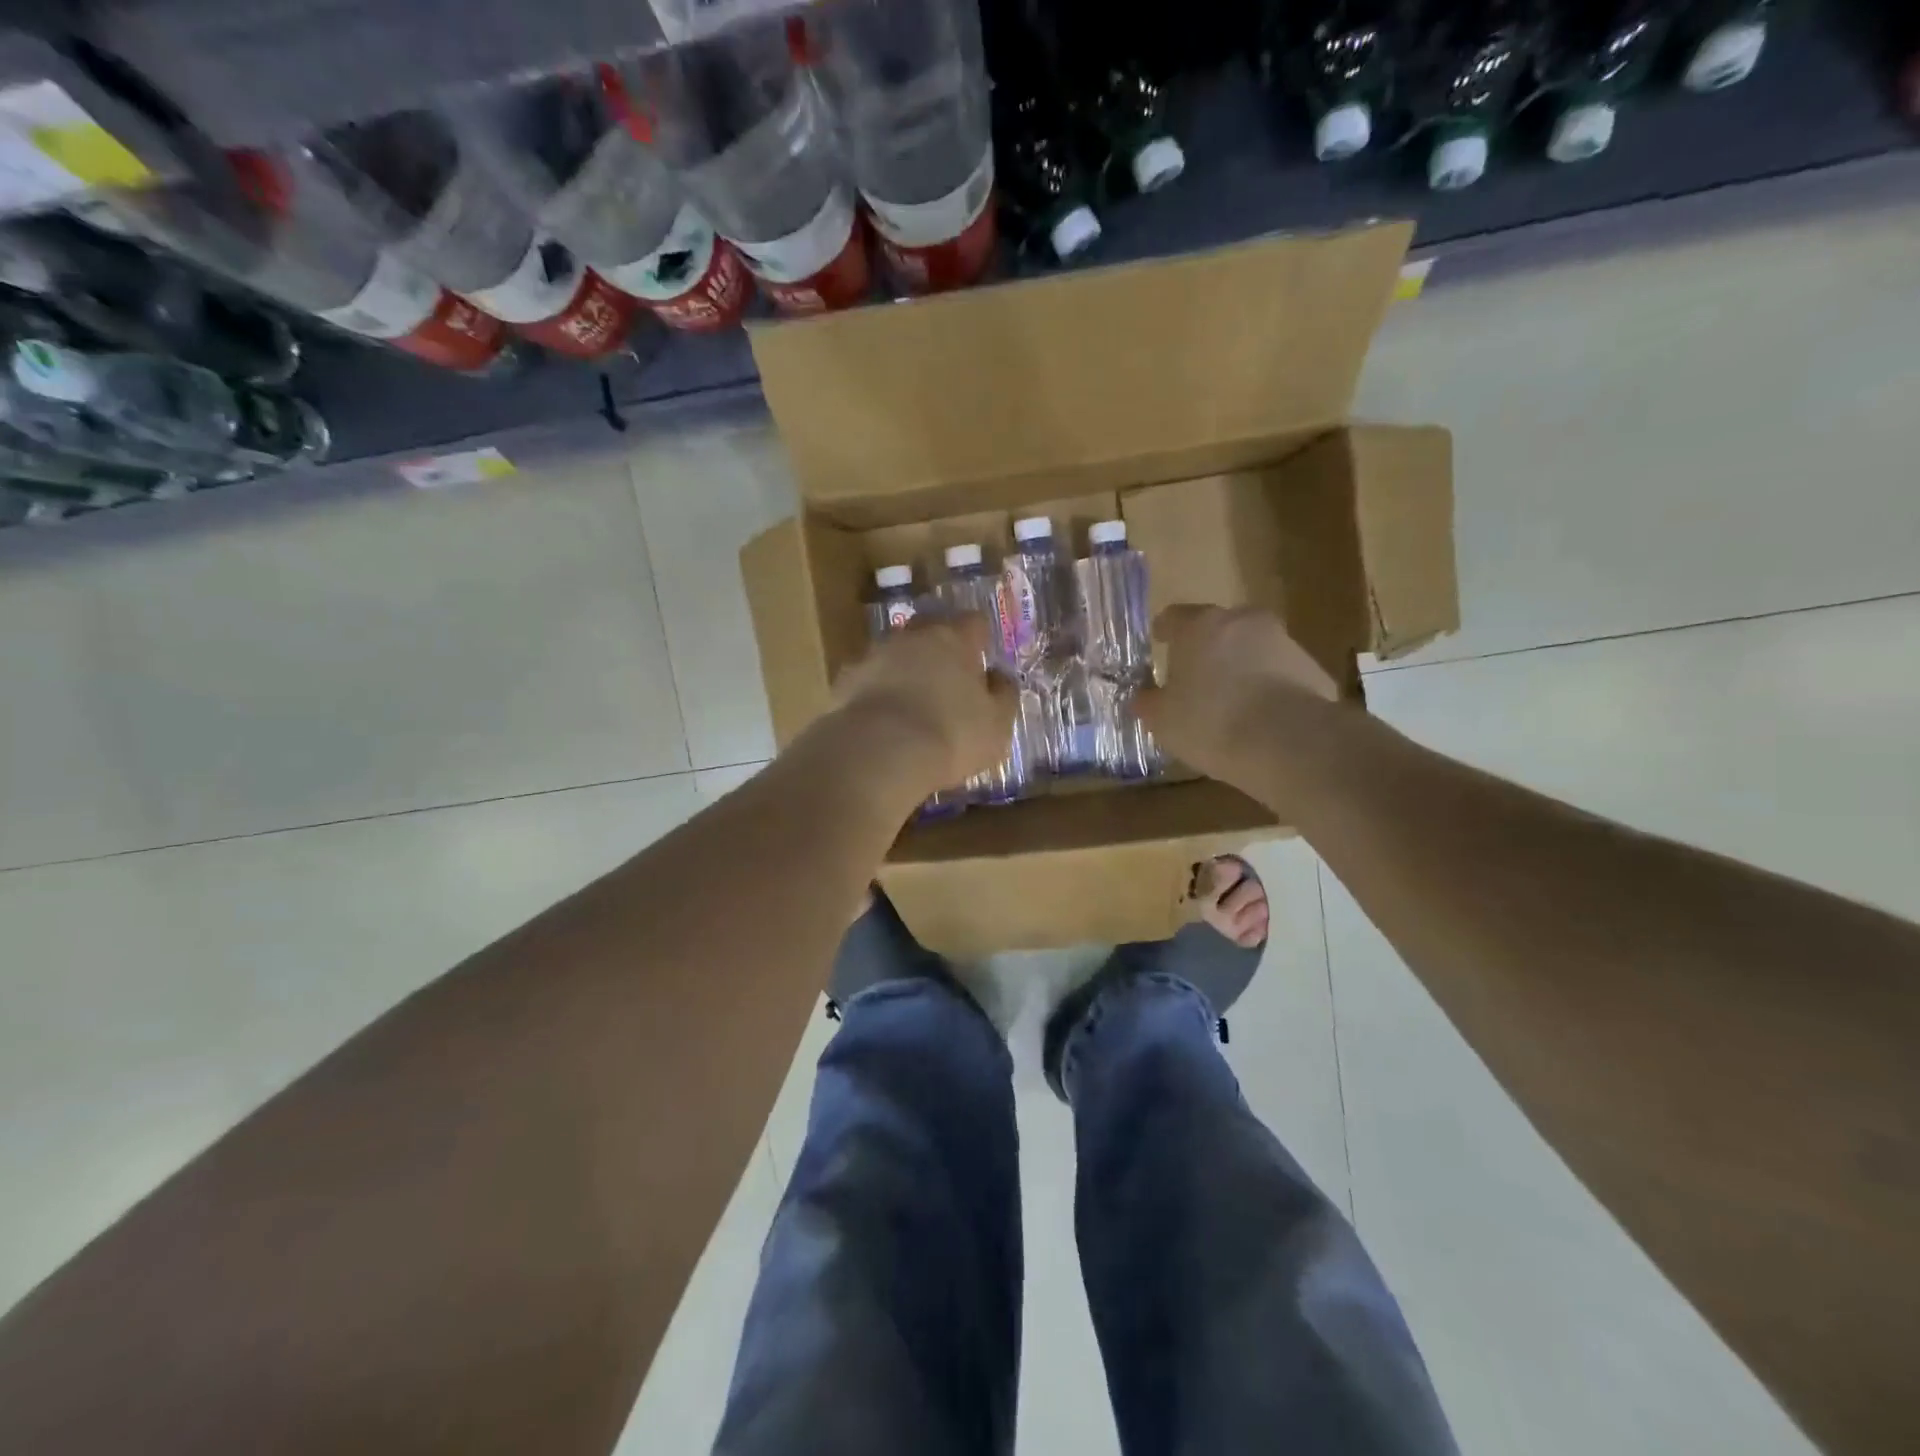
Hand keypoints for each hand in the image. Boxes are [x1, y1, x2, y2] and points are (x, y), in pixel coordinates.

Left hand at [830, 615, 1017, 799]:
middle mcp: (912, 636)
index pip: (974, 622)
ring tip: (913, 701)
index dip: (980, 637)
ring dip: (905, 669)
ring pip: (895, 653)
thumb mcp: (996, 724)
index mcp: (954, 639)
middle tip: (948, 676)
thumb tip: (999, 677)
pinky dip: (878, 692)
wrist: (878, 754)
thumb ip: (1003, 695)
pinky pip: (869, 680)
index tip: (983, 656)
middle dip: (939, 647)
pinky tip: (883, 719)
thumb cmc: (951, 735)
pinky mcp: (845, 681)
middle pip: (929, 629)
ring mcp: (874, 655)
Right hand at [1135, 605, 1339, 783]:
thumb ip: (1149, 702)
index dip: (1165, 631)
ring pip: (1253, 648)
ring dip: (1241, 666)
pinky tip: (1261, 719)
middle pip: (1219, 628)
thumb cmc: (1211, 722)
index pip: (1174, 616)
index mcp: (1200, 626)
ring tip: (1231, 702)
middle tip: (1196, 676)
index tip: (1160, 641)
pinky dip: (1269, 688)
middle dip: (1207, 647)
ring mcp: (1283, 642)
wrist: (1289, 743)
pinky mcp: (1313, 669)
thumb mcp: (1163, 720)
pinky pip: (1280, 674)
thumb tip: (1143, 697)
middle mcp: (1243, 622)